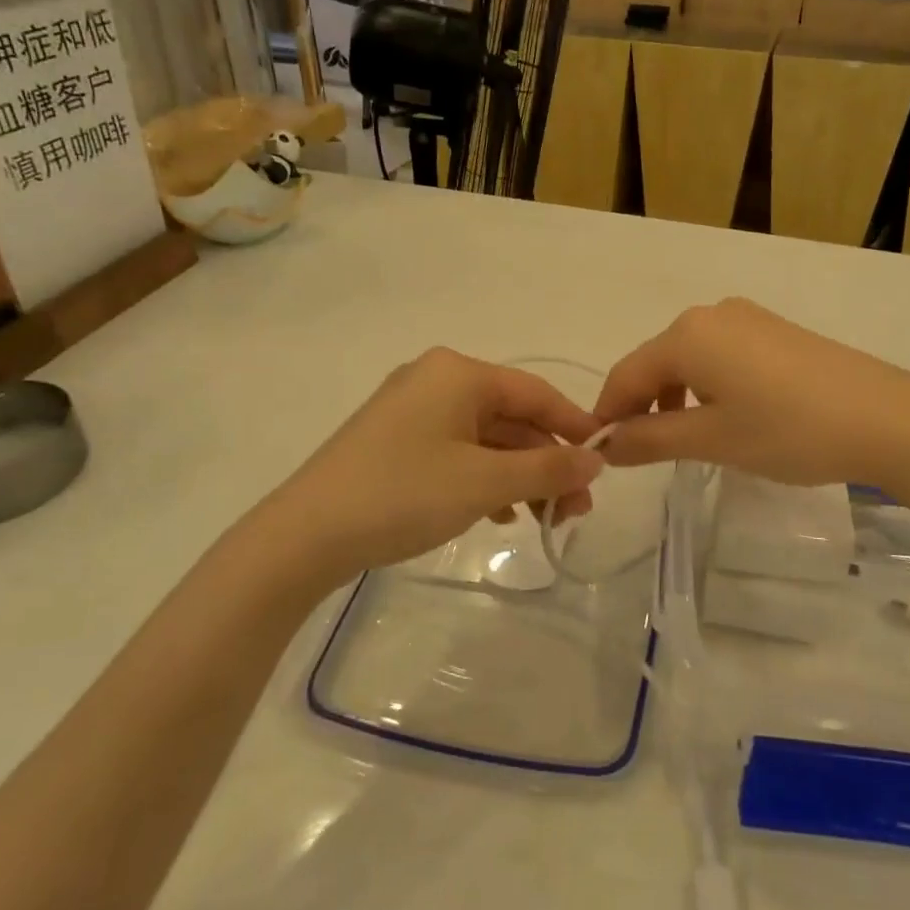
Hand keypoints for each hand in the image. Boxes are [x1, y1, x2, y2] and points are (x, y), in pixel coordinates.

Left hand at [270, 349, 603, 585]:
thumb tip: (596, 459)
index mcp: (458, 373)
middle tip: (575, 510)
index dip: (575, 427)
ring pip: (485, 438)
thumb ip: (547, 468)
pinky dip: (485, 479)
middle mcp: (436, 380)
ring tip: (546, 519)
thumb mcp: (484, 483)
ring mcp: (412, 410)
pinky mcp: (395, 441)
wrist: (304, 536)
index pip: (536, 393)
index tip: (606, 462)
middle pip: (511, 417)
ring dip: (520, 475)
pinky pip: (457, 452)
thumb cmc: (403, 495)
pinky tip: (501, 515)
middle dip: (547, 462)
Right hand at [593, 299, 909, 486]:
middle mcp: (711, 314)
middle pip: (656, 362)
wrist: (887, 417)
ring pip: (689, 358)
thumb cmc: (789, 429)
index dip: (608, 413)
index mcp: (687, 335)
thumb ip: (650, 439)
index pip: (626, 374)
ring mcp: (747, 318)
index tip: (598, 452)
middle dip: (642, 405)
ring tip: (683, 440)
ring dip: (675, 397)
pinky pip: (720, 354)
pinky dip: (707, 385)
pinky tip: (725, 414)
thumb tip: (606, 445)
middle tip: (641, 452)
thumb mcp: (712, 440)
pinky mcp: (774, 330)